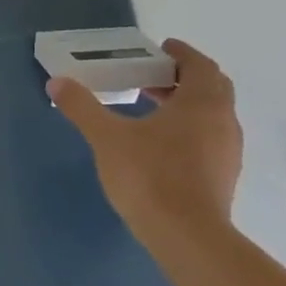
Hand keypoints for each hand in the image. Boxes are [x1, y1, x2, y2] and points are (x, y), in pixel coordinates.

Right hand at [48, 38, 242, 239]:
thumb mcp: (106, 137)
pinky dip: (188, 129)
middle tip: (150, 76)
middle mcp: (223, 122)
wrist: (187, 237)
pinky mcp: (222, 176)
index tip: (161, 49)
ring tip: (149, 108)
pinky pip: (208, 139)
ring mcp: (227, 151)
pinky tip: (159, 144)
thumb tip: (57, 82)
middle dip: (182, 78)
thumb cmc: (150, 176)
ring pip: (211, 115)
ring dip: (185, 104)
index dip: (182, 54)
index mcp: (201, 103)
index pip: (200, 66)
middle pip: (211, 88)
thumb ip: (82, 107)